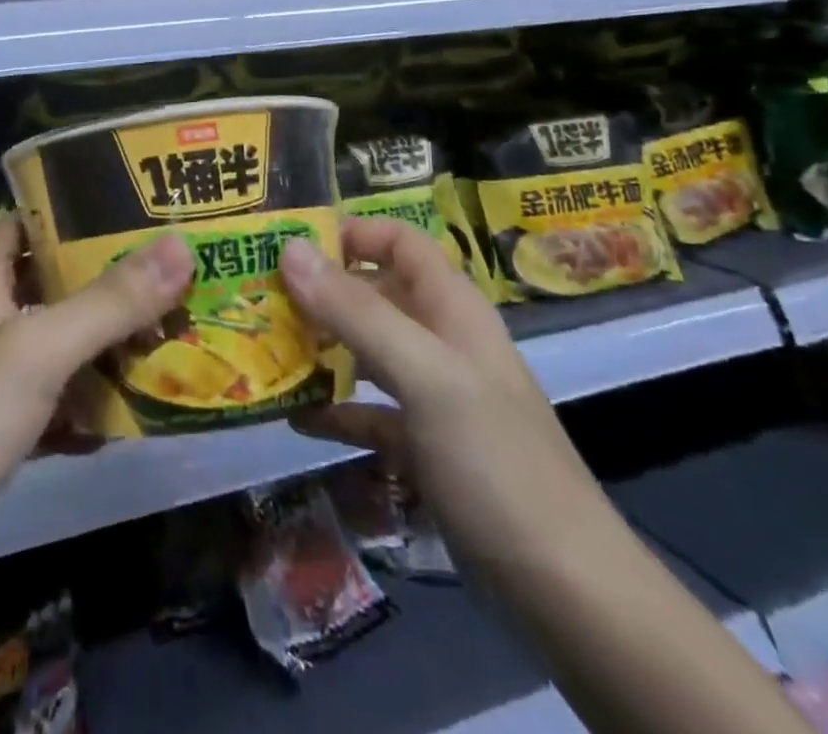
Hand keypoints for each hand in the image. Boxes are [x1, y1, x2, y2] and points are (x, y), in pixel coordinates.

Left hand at [0, 215, 192, 605]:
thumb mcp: (36, 352)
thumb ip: (108, 302)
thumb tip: (179, 245)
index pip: (37, 221)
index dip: (86, 215)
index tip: (145, 219)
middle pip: (56, 284)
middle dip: (112, 290)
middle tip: (177, 289)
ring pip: (56, 345)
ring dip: (103, 352)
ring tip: (170, 350)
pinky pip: (46, 401)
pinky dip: (80, 408)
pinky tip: (124, 425)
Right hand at [277, 217, 619, 574]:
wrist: (568, 594)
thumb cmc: (495, 462)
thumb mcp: (425, 376)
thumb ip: (356, 311)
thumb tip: (289, 248)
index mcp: (451, 309)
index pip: (398, 241)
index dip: (350, 233)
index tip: (289, 247)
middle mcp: (441, 341)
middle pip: (374, 293)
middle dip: (319, 291)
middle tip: (259, 297)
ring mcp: (433, 397)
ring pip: (365, 351)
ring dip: (319, 347)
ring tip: (264, 347)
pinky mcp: (423, 447)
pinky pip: (367, 412)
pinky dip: (333, 410)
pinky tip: (292, 417)